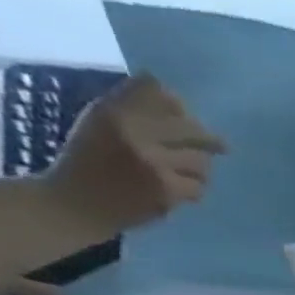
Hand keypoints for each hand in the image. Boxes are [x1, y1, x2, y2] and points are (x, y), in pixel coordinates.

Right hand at [43, 73, 225, 234]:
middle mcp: (134, 132)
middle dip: (205, 138)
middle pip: (191, 127)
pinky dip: (191, 189)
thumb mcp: (101, 122)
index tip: (183, 115)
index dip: (178, 105)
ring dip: (197, 168)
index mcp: (113, 111)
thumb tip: (178, 101)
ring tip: (179, 171)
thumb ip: (135, 108)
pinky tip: (175, 190)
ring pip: (201, 160)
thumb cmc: (89, 160)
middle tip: (218, 146)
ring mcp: (153, 162)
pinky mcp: (168, 189)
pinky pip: (198, 186)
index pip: (159, 92)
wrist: (77, 202)